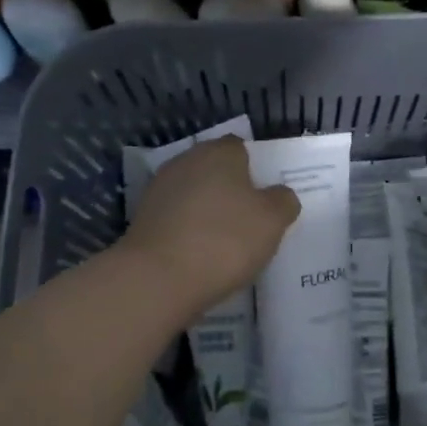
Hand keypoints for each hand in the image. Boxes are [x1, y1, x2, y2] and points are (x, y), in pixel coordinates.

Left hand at [120, 136, 299, 315]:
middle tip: (250, 220)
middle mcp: (185, 161)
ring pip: (194, 195)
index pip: (240, 148)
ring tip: (226, 243)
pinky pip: (176, 219)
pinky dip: (188, 231)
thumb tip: (279, 195)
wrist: (158, 277)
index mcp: (218, 152)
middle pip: (214, 170)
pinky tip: (200, 255)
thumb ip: (282, 201)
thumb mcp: (273, 220)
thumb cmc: (224, 239)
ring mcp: (159, 190)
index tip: (265, 197)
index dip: (255, 169)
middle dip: (230, 190)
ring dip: (207, 211)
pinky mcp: (143, 219)